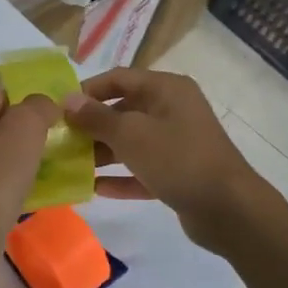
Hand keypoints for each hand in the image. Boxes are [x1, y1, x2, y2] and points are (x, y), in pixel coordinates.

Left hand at [0, 87, 59, 257]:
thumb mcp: (25, 125)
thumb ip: (39, 106)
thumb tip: (44, 106)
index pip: (0, 96)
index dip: (28, 107)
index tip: (51, 125)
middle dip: (23, 136)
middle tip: (50, 149)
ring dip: (16, 163)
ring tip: (42, 174)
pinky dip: (6, 187)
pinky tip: (25, 196)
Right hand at [61, 69, 260, 247]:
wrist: (228, 209)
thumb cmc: (177, 159)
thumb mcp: (130, 134)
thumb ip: (96, 117)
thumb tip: (67, 100)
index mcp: (166, 89)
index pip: (118, 78)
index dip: (87, 91)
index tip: (59, 110)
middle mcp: (173, 110)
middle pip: (123, 110)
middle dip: (92, 125)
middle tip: (61, 141)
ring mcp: (177, 143)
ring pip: (132, 142)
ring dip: (103, 152)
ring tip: (71, 166)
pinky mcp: (178, 173)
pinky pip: (142, 169)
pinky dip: (121, 177)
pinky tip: (94, 188)